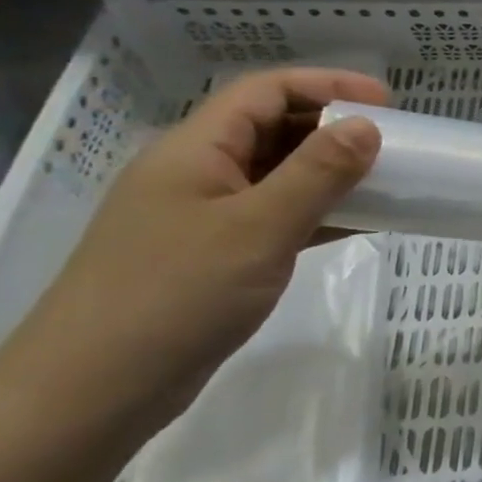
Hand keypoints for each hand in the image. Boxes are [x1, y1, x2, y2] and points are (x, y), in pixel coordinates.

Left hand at [14, 68, 387, 441]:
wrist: (89, 395)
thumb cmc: (174, 296)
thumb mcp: (258, 228)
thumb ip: (317, 173)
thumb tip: (367, 126)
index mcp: (195, 151)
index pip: (265, 92)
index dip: (327, 86)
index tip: (386, 103)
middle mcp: (197, 174)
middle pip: (271, 128)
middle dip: (333, 128)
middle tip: (392, 143)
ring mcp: (203, 217)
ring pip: (277, 175)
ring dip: (330, 172)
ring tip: (384, 181)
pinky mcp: (213, 257)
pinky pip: (276, 217)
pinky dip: (318, 213)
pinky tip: (357, 224)